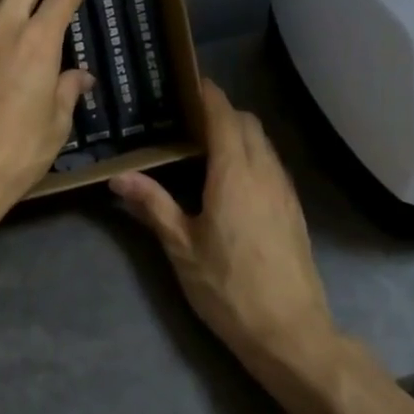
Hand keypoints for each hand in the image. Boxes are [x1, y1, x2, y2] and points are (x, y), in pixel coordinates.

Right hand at [109, 80, 335, 379]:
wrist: (291, 332)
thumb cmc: (229, 288)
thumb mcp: (182, 248)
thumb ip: (153, 205)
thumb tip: (119, 177)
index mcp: (234, 173)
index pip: (223, 116)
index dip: (208, 94)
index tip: (188, 81)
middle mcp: (264, 172)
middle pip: (247, 123)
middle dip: (222, 110)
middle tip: (188, 116)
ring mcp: (284, 190)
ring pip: (263, 143)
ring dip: (239, 132)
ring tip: (205, 144)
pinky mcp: (294, 209)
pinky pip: (271, 164)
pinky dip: (251, 154)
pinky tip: (231, 179)